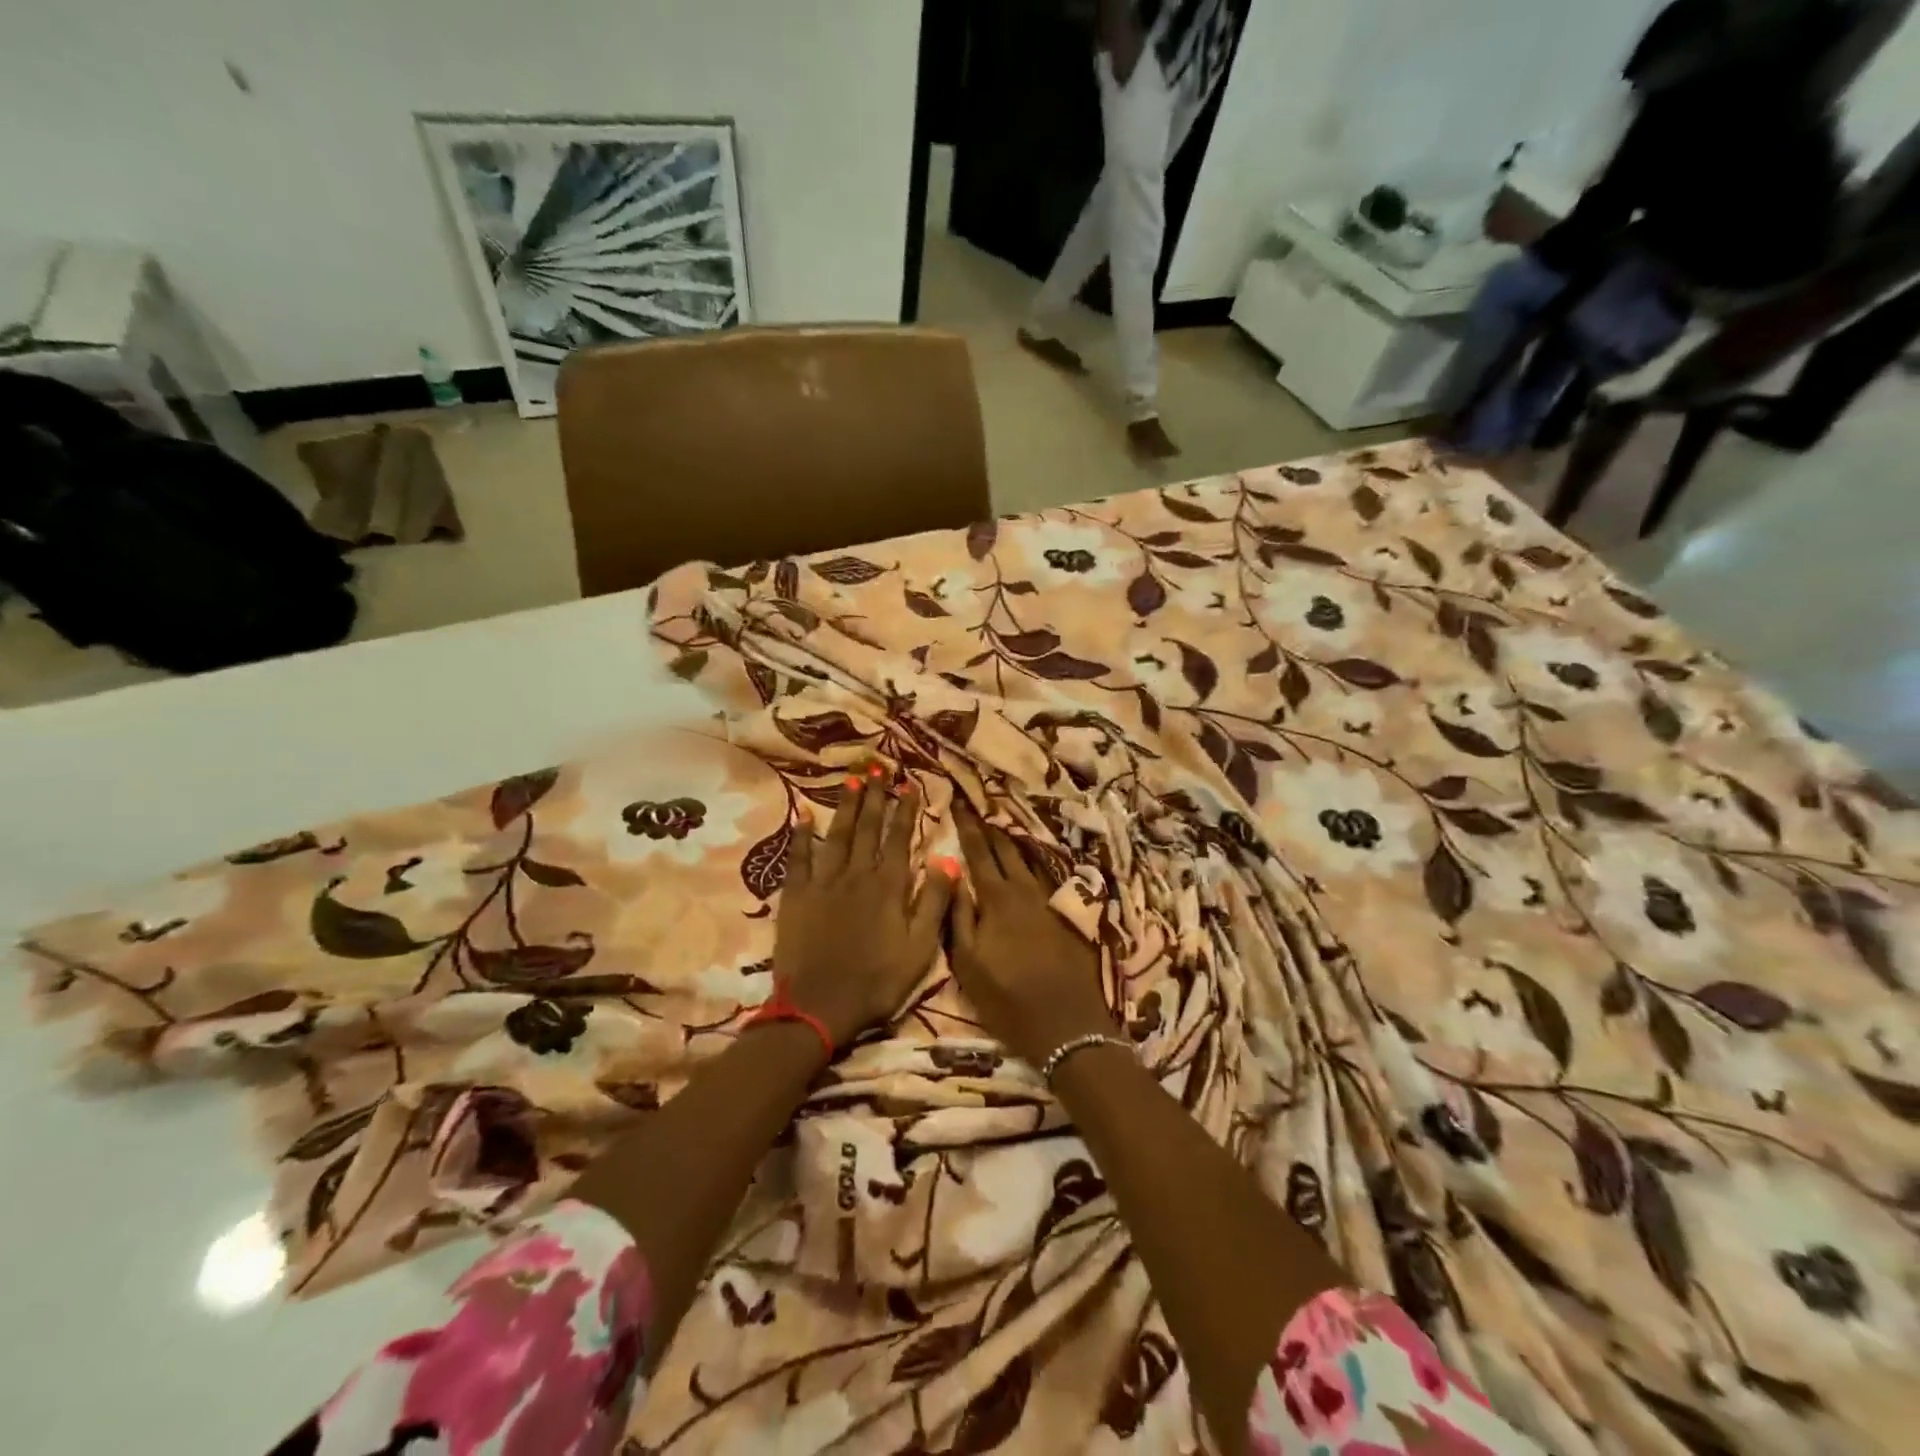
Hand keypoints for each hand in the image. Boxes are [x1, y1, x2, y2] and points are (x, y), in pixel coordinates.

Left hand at [773, 765, 954, 1048]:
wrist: (819, 1007)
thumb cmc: (877, 982)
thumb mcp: (921, 948)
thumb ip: (935, 901)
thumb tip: (947, 859)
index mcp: (889, 886)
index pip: (899, 837)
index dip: (905, 810)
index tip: (909, 784)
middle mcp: (857, 874)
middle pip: (867, 827)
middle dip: (874, 796)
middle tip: (878, 768)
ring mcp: (823, 883)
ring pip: (837, 835)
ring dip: (845, 806)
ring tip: (852, 781)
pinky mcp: (796, 896)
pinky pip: (798, 858)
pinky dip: (802, 836)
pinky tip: (803, 816)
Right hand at [948, 800, 1115, 1066]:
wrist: (1068, 1025)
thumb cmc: (1008, 999)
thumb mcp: (968, 963)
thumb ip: (958, 915)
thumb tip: (951, 873)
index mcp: (997, 899)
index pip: (979, 852)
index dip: (967, 826)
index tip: (958, 802)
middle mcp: (1025, 891)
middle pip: (1006, 849)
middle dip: (990, 826)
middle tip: (978, 805)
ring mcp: (1049, 901)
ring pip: (1028, 859)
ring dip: (1013, 840)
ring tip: (1001, 823)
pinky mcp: (1067, 915)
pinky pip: (1046, 876)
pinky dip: (1034, 861)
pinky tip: (1031, 859)